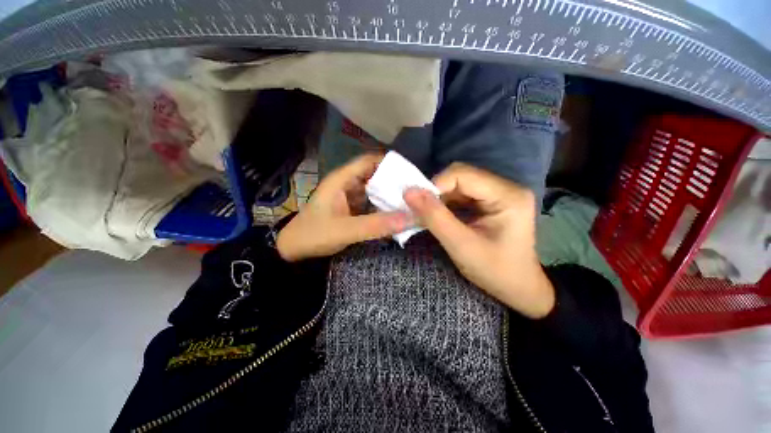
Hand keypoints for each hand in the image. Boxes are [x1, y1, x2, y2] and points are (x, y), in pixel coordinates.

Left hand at [277, 154, 407, 261]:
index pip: (370, 161)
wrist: (293, 250)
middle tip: (416, 191)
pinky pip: (371, 204)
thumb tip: (409, 218)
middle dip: (394, 182)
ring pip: (374, 191)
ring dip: (390, 196)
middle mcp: (347, 184)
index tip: (411, 173)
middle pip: (375, 176)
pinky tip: (396, 214)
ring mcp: (350, 197)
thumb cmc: (313, 235)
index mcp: (342, 180)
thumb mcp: (345, 230)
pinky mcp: (352, 210)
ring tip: (412, 202)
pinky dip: (383, 208)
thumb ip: (375, 225)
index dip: (390, 163)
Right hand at [404, 163, 553, 318]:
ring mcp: (500, 193)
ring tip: (429, 216)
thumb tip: (408, 192)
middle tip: (421, 211)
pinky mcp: (492, 201)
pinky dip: (446, 204)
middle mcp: (506, 187)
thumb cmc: (495, 271)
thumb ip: (434, 217)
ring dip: (440, 199)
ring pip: (458, 185)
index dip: (435, 185)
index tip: (417, 204)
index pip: (462, 174)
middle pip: (460, 177)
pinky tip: (440, 216)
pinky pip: (462, 195)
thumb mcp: (461, 246)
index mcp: (507, 196)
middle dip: (437, 193)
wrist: (519, 288)